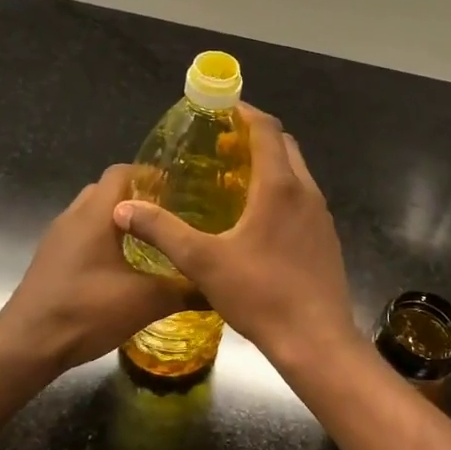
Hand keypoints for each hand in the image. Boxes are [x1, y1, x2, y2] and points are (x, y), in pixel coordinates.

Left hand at [0, 165, 191, 372]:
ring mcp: (57, 239)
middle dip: (137, 199)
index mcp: (95, 214)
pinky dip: (103, 242)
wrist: (27, 345)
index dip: (150, 174)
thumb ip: (185, 290)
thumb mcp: (145, 301)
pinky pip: (81, 238)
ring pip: (92, 216)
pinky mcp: (50, 261)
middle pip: (107, 192)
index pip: (122, 171)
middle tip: (169, 217)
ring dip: (119, 223)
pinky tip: (123, 269)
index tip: (179, 189)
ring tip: (151, 242)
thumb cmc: (86, 311)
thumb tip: (219, 288)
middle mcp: (73, 217)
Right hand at [111, 103, 356, 361]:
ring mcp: (321, 217)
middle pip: (285, 147)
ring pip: (297, 174)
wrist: (317, 340)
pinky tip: (258, 222)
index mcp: (280, 187)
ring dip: (270, 166)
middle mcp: (306, 192)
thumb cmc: (261, 294)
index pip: (267, 130)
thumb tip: (124, 208)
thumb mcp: (203, 262)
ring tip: (234, 181)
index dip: (244, 113)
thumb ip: (163, 231)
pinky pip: (302, 200)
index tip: (221, 109)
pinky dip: (281, 192)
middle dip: (255, 138)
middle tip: (220, 148)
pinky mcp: (326, 240)